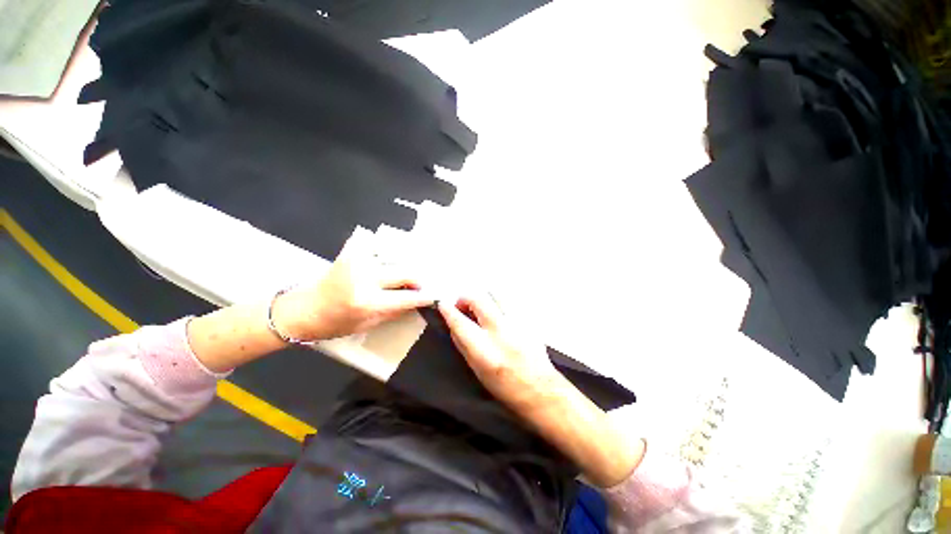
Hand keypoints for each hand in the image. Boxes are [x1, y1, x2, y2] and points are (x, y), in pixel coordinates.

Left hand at [273, 246, 434, 341]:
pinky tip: (386, 262)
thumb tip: (415, 302)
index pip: (406, 297)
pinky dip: (384, 253)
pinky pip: (375, 248)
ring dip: (402, 269)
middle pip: (405, 273)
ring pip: (394, 259)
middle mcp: (364, 278)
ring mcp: (357, 262)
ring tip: (403, 277)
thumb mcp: (367, 324)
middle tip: (419, 286)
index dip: (423, 297)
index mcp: (367, 302)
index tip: (434, 296)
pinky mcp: (350, 253)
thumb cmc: (333, 324)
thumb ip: (394, 311)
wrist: (301, 310)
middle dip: (417, 280)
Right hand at [438, 294, 559, 410]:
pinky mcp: (528, 320)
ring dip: (483, 298)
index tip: (443, 304)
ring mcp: (517, 323)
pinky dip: (498, 303)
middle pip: (478, 300)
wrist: (540, 390)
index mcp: (484, 350)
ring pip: (495, 295)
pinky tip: (498, 314)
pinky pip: (509, 302)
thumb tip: (454, 326)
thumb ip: (464, 345)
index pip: (460, 323)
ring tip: (481, 308)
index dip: (449, 310)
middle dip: (466, 298)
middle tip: (463, 305)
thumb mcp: (477, 370)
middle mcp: (500, 332)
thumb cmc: (504, 387)